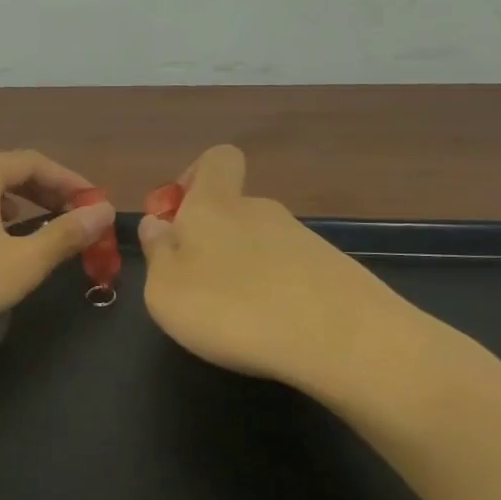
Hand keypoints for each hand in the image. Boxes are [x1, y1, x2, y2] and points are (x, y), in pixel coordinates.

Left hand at [0, 149, 115, 350]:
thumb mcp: (22, 262)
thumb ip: (65, 234)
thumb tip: (102, 212)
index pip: (35, 162)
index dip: (70, 181)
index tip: (95, 204)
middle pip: (8, 170)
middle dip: (45, 190)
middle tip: (73, 215)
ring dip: (18, 201)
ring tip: (39, 223)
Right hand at [137, 145, 446, 416]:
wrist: (343, 340)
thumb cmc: (233, 308)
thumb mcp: (166, 289)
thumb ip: (157, 253)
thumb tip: (157, 225)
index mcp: (215, 204)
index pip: (216, 159)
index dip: (194, 178)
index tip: (177, 217)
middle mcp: (261, 210)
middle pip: (232, 209)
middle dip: (211, 240)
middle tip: (196, 287)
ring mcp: (302, 240)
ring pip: (260, 244)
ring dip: (242, 271)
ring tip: (235, 319)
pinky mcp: (332, 272)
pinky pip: (289, 273)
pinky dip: (275, 294)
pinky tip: (272, 330)